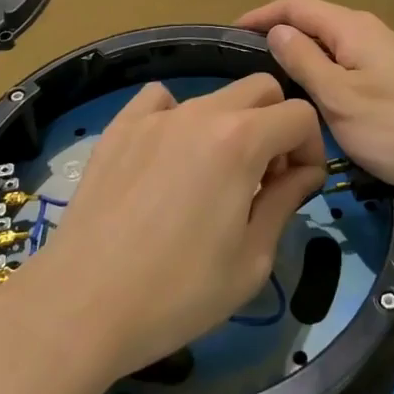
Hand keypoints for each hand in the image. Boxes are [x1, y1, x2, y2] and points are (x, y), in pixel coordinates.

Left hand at [0, 75, 326, 384]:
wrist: (82, 305)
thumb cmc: (178, 293)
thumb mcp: (252, 260)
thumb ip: (285, 202)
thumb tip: (304, 172)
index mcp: (240, 140)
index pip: (299, 115)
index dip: (310, 149)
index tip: (299, 187)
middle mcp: (200, 113)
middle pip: (261, 89)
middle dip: (277, 125)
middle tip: (264, 178)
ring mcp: (155, 116)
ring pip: (213, 97)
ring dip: (231, 126)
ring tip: (212, 178)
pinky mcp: (121, 127)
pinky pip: (160, 100)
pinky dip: (178, 118)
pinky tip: (167, 158)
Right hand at [238, 0, 393, 195]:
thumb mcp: (340, 99)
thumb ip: (304, 61)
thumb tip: (276, 31)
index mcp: (350, 28)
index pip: (295, 4)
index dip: (260, 15)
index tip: (230, 36)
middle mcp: (366, 29)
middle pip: (312, 20)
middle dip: (277, 34)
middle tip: (245, 67)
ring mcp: (382, 51)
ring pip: (329, 42)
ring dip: (298, 55)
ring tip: (271, 83)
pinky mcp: (392, 73)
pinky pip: (345, 60)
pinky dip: (320, 70)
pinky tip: (312, 97)